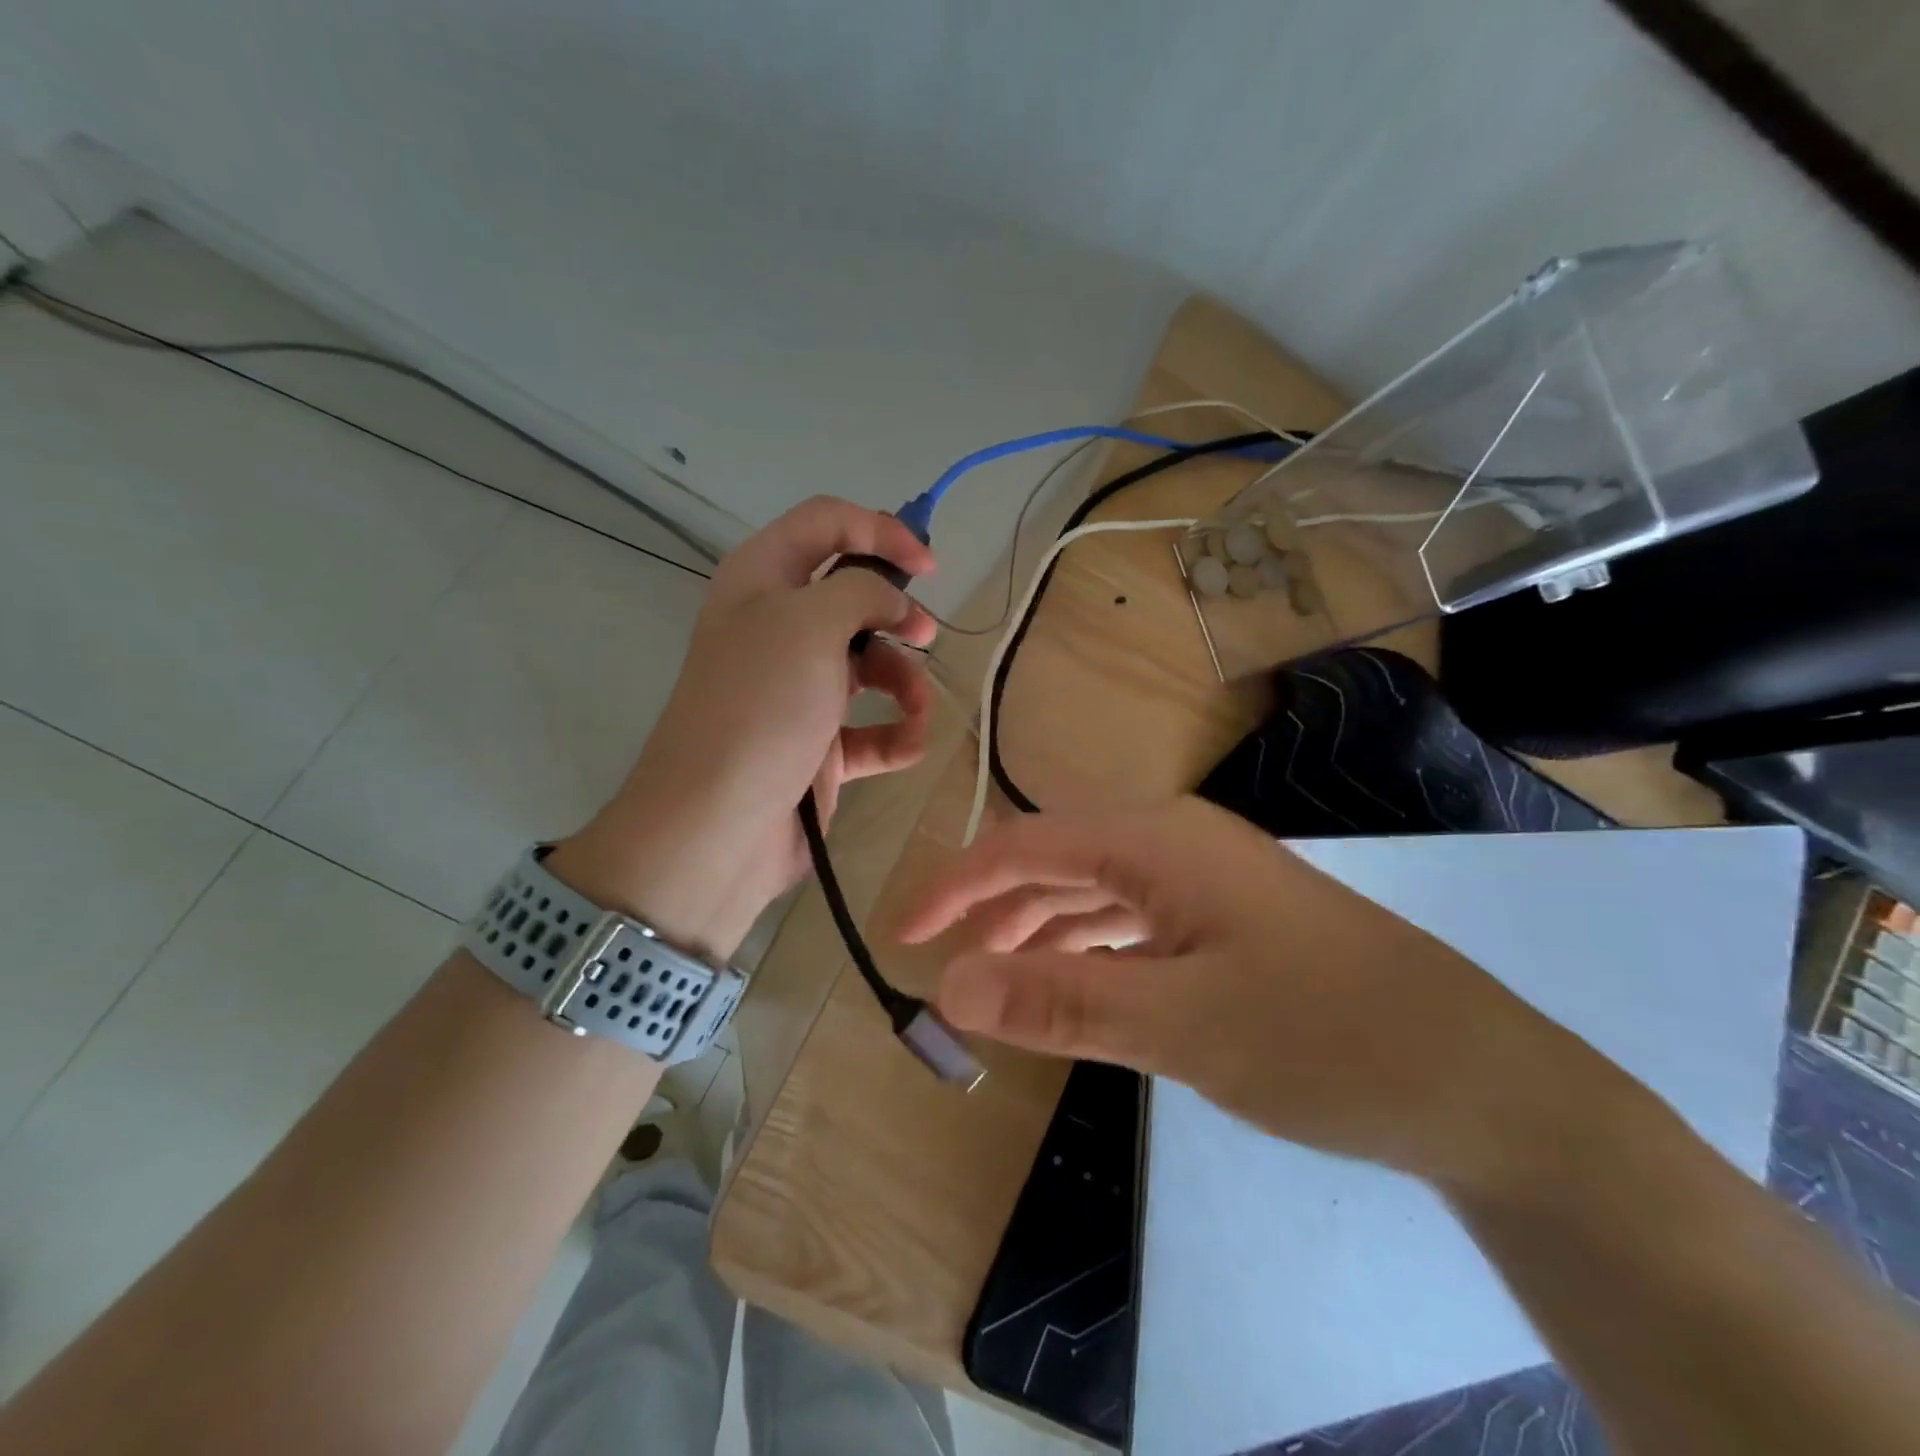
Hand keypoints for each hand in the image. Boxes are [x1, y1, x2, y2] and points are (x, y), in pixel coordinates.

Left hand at [552, 497, 936, 960]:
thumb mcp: (810, 623)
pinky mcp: (819, 747)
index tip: (930, 565)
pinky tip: (908, 745)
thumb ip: (863, 590)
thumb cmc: (762, 705)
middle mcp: (779, 630)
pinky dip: (895, 734)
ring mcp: (799, 692)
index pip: (826, 524)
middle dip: (897, 614)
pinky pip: (871, 730)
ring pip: (870, 666)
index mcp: (763, 581)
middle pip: (853, 598)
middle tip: (925, 635)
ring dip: (905, 681)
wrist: (719, 824)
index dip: (881, 530)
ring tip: (917, 707)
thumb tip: (893, 601)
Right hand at [899, 797, 1602, 1191]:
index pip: (1025, 845)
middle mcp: (1175, 842)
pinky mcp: (1228, 921)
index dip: (956, 885)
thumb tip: (948, 988)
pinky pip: (1133, 923)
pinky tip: (1073, 985)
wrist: (1479, 1079)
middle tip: (943, 970)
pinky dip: (1088, 951)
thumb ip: (1060, 1000)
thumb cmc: (1323, 1037)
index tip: (905, 937)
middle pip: (1056, 862)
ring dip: (1038, 932)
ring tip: (993, 985)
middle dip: (992, 909)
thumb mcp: (1179, 1024)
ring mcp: (1206, 881)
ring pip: (1094, 894)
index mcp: (1157, 840)